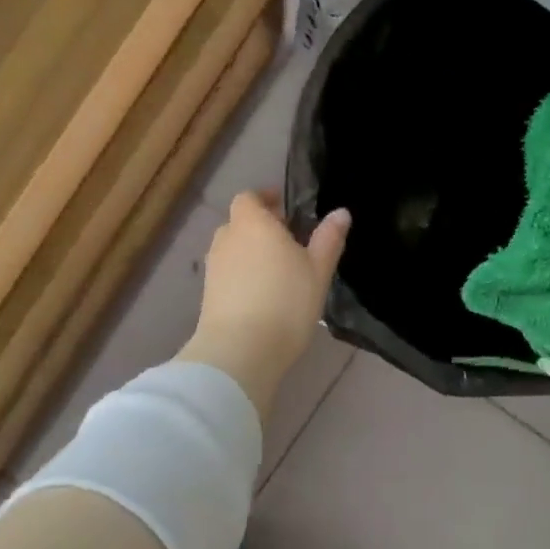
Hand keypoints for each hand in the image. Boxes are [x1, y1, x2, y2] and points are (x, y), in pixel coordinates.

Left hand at [177, 192, 349, 413]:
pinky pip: (227, 273)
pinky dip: (242, 275)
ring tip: (277, 270)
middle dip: (260, 227)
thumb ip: (328, 239)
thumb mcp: (318, 270)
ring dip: (250, 252)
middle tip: (288, 240)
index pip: (249, 197)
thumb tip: (341, 212)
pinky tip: (262, 294)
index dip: (265, 199)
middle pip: (240, 222)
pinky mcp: (208, 293)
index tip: (285, 208)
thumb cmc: (285, 302)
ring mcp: (214, 267)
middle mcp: (227, 238)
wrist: (240, 351)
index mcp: (252, 223)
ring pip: (232, 248)